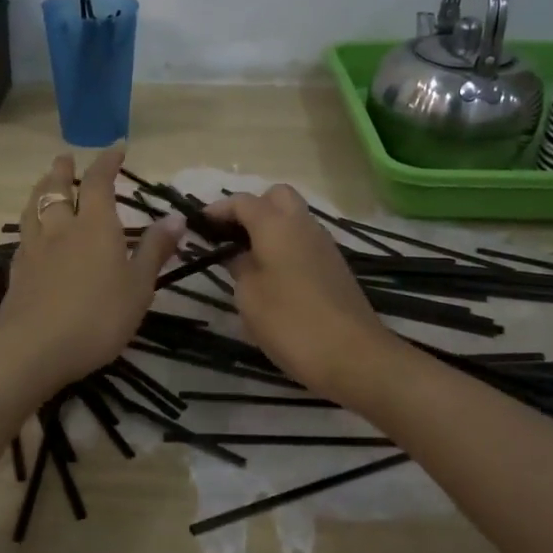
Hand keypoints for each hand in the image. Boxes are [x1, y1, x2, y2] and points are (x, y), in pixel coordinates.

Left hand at [0, 149, 184, 388]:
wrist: (35, 348)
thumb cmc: (98, 316)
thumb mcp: (139, 286)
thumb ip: (154, 250)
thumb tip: (175, 216)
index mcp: (94, 226)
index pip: (98, 182)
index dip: (106, 162)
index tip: (115, 148)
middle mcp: (61, 229)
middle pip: (56, 190)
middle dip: (62, 171)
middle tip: (64, 158)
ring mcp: (34, 250)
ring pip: (34, 209)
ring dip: (40, 190)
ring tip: (43, 183)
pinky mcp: (17, 272)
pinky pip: (24, 236)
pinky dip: (30, 224)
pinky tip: (31, 233)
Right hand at [205, 185, 394, 399]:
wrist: (353, 356)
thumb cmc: (290, 323)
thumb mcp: (249, 297)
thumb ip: (239, 267)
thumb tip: (239, 254)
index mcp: (276, 226)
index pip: (243, 201)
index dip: (218, 209)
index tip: (199, 224)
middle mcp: (303, 225)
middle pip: (276, 197)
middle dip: (251, 208)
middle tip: (231, 237)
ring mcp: (324, 245)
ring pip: (294, 218)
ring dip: (270, 228)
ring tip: (246, 259)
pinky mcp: (335, 267)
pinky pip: (304, 242)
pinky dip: (285, 247)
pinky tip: (272, 277)